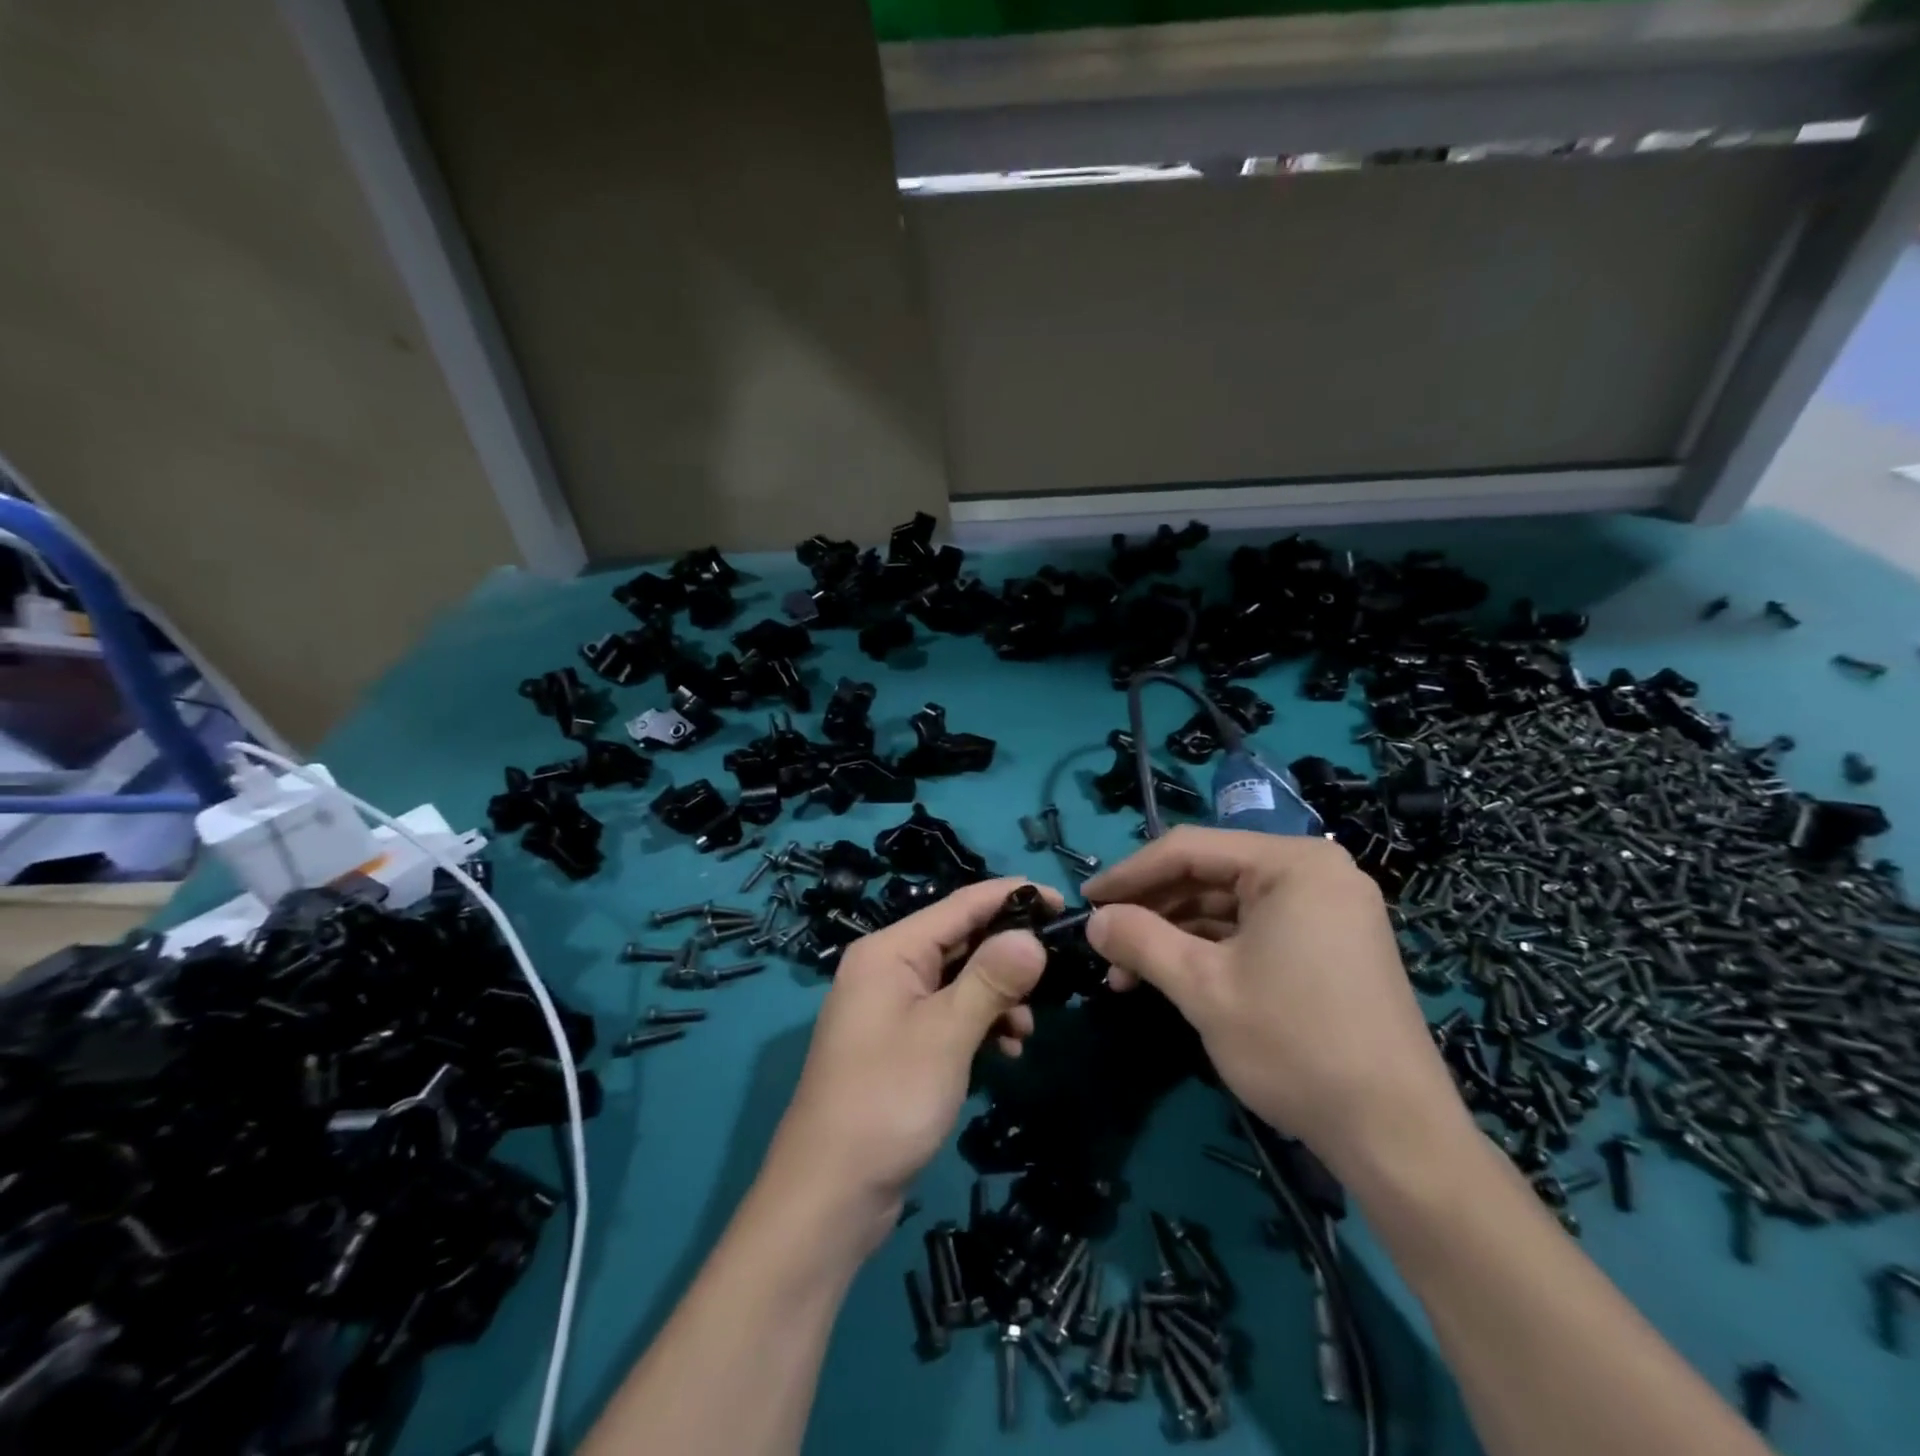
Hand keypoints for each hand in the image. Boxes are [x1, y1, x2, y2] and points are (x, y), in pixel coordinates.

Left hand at [764, 877, 1061, 1243]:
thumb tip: (1031, 936)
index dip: (1012, 897)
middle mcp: (887, 967)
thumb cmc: (887, 1100)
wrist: (830, 1194)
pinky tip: (1005, 1051)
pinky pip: (949, 1013)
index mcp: (889, 950)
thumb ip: (991, 979)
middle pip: (960, 939)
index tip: (1061, 901)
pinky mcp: (899, 1041)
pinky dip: (979, 1023)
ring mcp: (891, 1006)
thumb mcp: (947, 1034)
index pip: (960, 904)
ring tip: (1025, 1030)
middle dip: (1008, 954)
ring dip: (998, 996)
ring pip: (958, 979)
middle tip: (1056, 972)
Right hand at [1084, 827, 1466, 1177]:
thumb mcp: (1203, 987)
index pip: (1189, 849)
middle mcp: (1315, 872)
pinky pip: (1254, 930)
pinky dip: (1210, 950)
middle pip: (1209, 874)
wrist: (1396, 1137)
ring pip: (1228, 906)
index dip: (1129, 874)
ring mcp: (1327, 910)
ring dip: (1175, 935)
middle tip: (1104, 944)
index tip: (1085, 902)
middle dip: (1151, 911)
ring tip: (1128, 973)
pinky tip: (1171, 976)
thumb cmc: (1295, 1045)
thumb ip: (1140, 940)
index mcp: (1292, 863)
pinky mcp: (1330, 946)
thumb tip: (1093, 920)